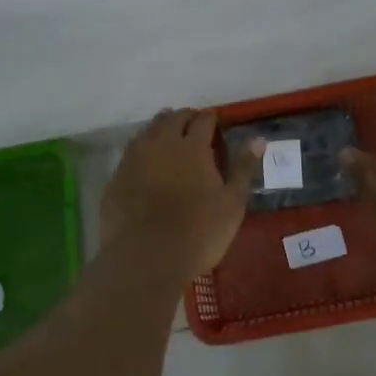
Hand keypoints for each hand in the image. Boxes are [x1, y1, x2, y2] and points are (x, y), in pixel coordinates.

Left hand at [102, 109, 259, 281]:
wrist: (146, 258)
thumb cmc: (198, 232)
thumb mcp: (232, 203)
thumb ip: (243, 168)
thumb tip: (258, 139)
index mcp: (193, 147)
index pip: (203, 120)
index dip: (210, 118)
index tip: (215, 122)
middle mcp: (162, 143)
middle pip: (173, 119)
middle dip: (184, 118)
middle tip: (192, 125)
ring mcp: (135, 158)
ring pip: (149, 130)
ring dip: (161, 127)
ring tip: (168, 135)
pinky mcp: (117, 176)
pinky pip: (131, 151)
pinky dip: (142, 148)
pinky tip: (145, 160)